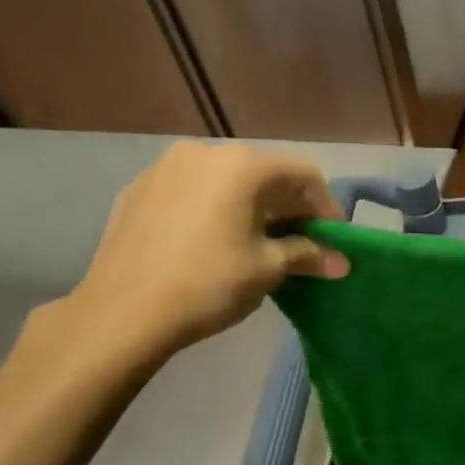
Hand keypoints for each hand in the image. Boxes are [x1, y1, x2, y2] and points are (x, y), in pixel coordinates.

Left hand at [63, 142, 346, 357]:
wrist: (121, 312)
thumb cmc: (209, 283)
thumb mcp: (269, 269)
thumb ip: (309, 255)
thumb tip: (342, 262)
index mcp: (242, 164)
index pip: (303, 174)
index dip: (326, 207)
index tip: (333, 239)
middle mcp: (204, 152)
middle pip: (263, 172)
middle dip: (288, 205)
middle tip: (300, 241)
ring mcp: (165, 168)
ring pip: (225, 180)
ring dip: (250, 205)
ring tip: (257, 241)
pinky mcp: (137, 190)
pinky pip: (191, 191)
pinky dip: (213, 208)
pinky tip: (213, 241)